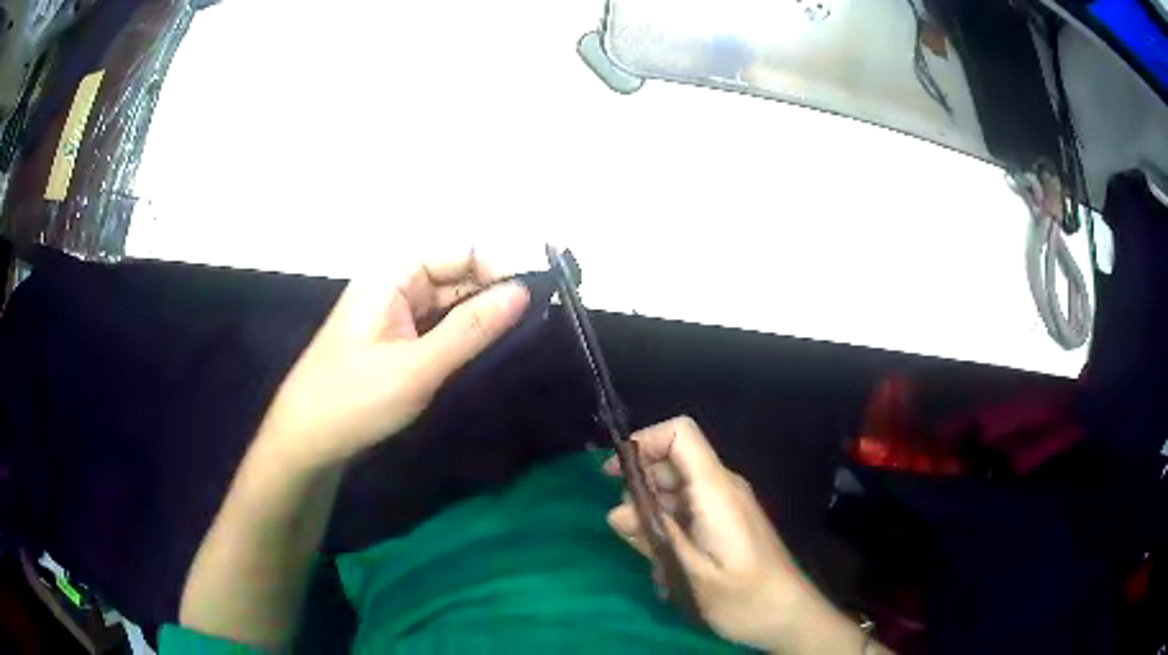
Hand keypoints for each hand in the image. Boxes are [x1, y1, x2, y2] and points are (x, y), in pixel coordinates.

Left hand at [255, 250, 529, 468]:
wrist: (307, 440)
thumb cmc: (354, 399)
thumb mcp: (417, 367)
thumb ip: (470, 329)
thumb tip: (523, 292)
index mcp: (392, 273)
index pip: (460, 251)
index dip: (500, 266)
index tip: (538, 296)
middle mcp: (396, 284)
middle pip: (458, 274)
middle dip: (495, 292)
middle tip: (540, 320)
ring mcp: (397, 313)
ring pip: (452, 303)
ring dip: (483, 316)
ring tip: (525, 336)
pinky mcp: (399, 340)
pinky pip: (440, 327)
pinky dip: (465, 336)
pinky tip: (490, 350)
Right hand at [604, 417, 868, 653]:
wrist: (788, 615)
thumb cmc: (744, 598)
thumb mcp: (691, 573)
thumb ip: (655, 538)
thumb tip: (616, 512)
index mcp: (716, 491)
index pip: (681, 434)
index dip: (644, 442)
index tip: (614, 475)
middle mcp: (723, 488)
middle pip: (673, 462)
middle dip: (641, 488)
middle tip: (627, 530)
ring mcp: (726, 505)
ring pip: (676, 490)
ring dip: (653, 515)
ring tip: (649, 557)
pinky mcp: (726, 522)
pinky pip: (688, 510)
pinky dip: (668, 528)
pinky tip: (666, 564)